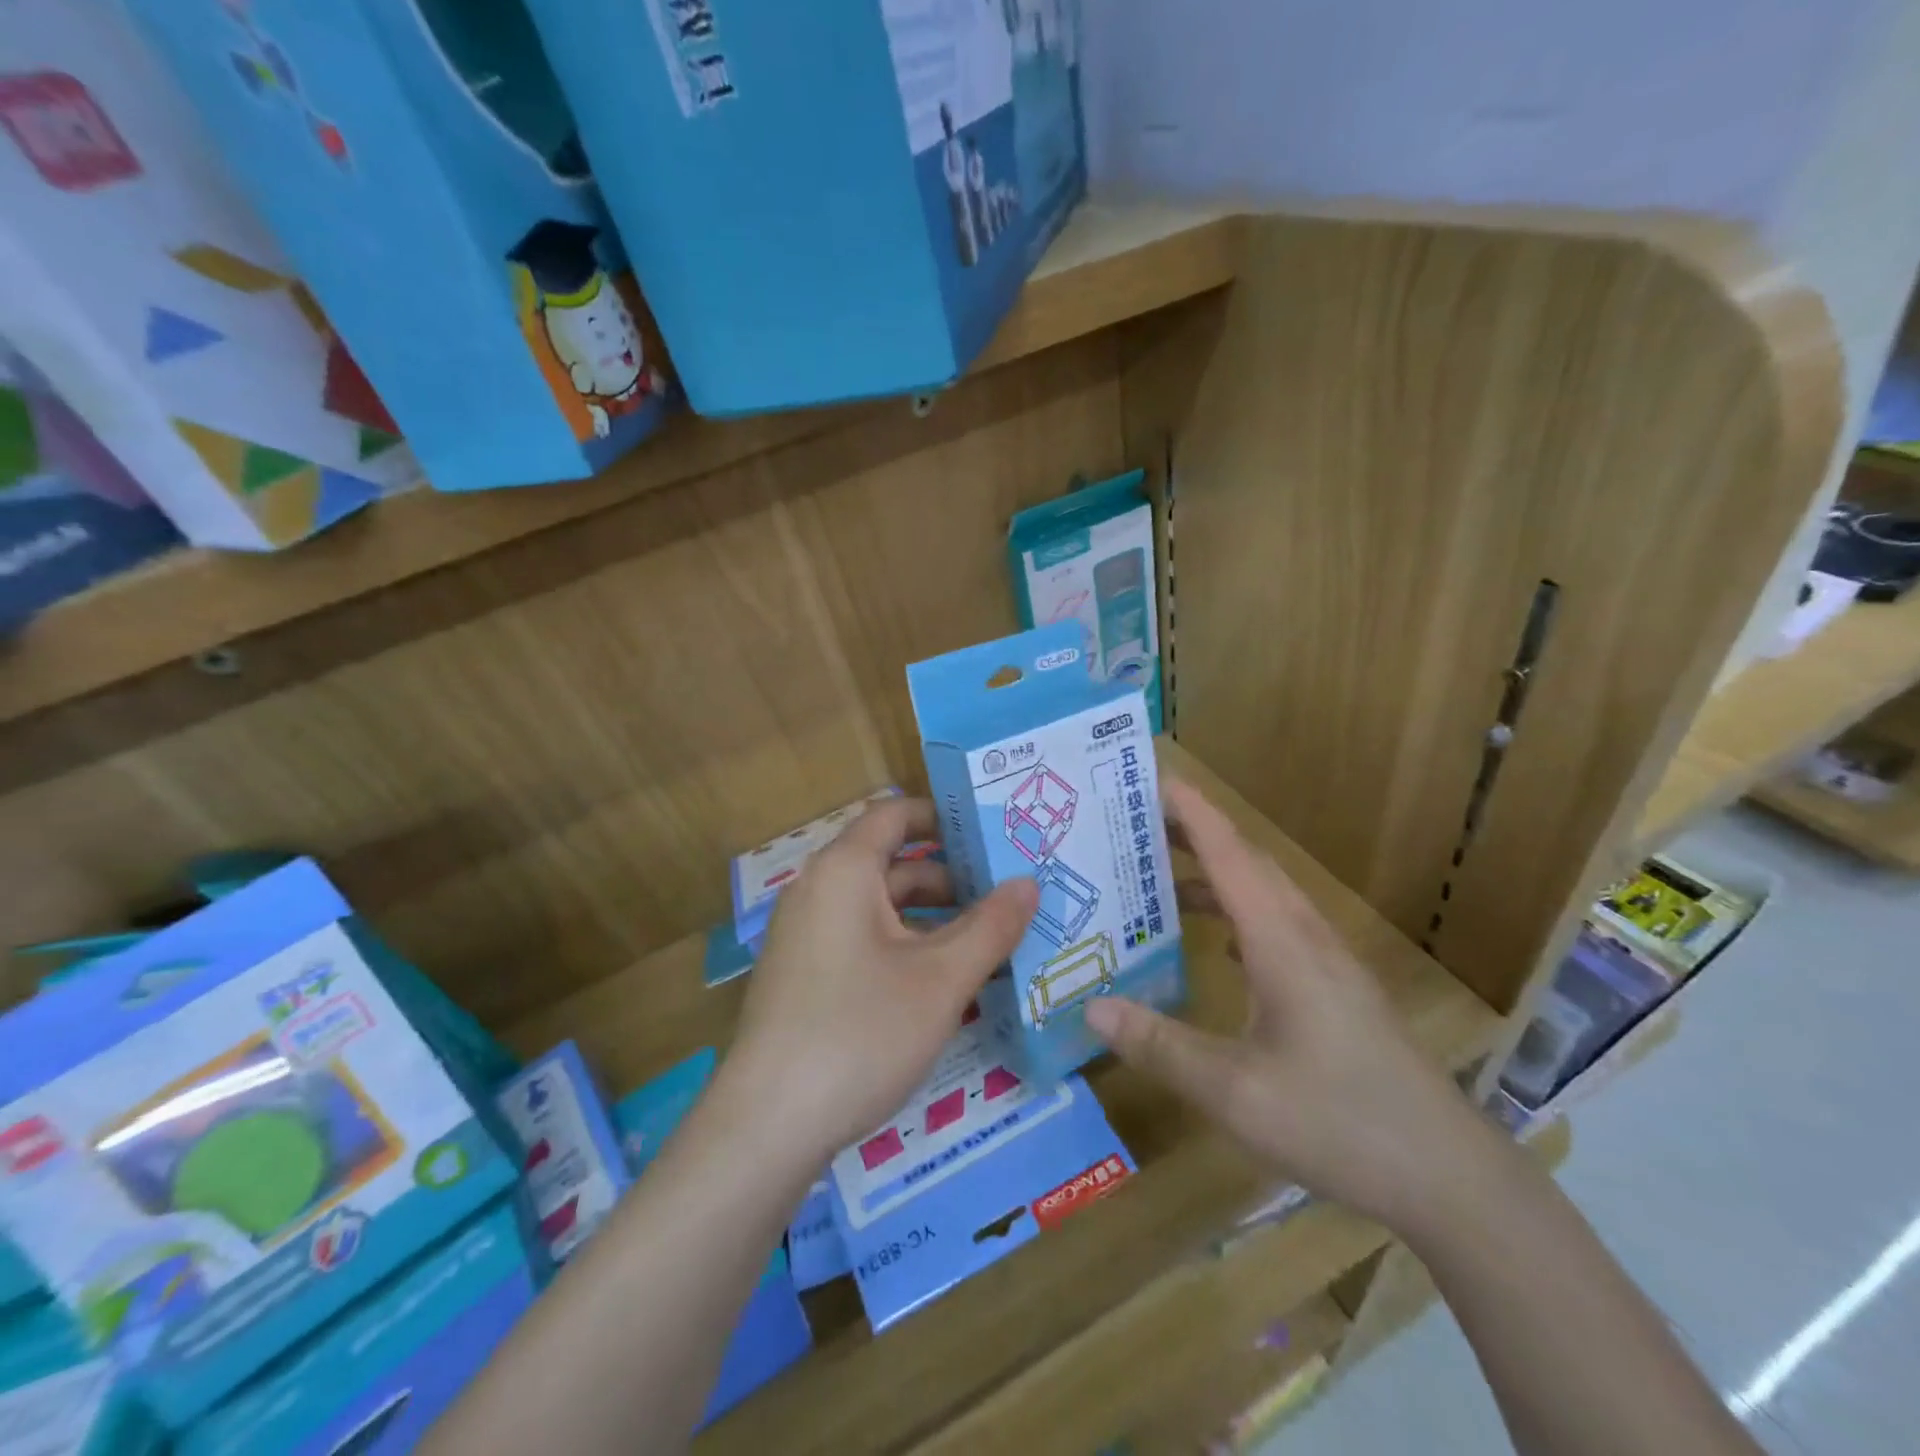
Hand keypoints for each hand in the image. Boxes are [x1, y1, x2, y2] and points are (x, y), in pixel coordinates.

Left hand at [722, 797, 1038, 1164]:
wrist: (768, 1126)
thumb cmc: (861, 1032)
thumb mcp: (941, 979)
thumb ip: (991, 926)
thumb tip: (1028, 882)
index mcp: (844, 871)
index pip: (895, 815)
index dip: (944, 817)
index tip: (993, 836)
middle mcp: (818, 890)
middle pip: (892, 862)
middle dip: (951, 877)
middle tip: (1008, 896)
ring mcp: (806, 935)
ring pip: (880, 907)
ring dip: (932, 918)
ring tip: (988, 943)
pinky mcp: (803, 975)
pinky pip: (862, 939)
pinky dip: (904, 946)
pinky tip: (941, 983)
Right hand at [1083, 779, 1482, 1227]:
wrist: (1449, 1177)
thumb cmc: (1339, 1123)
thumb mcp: (1234, 1092)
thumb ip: (1160, 1045)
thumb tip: (1090, 1006)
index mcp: (1281, 941)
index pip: (1228, 852)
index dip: (1190, 810)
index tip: (1151, 776)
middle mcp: (1306, 936)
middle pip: (1247, 861)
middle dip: (1194, 832)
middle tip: (1135, 823)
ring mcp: (1328, 961)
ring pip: (1265, 893)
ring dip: (1215, 873)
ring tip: (1160, 877)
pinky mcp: (1337, 988)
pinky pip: (1277, 924)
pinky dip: (1237, 911)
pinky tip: (1218, 942)